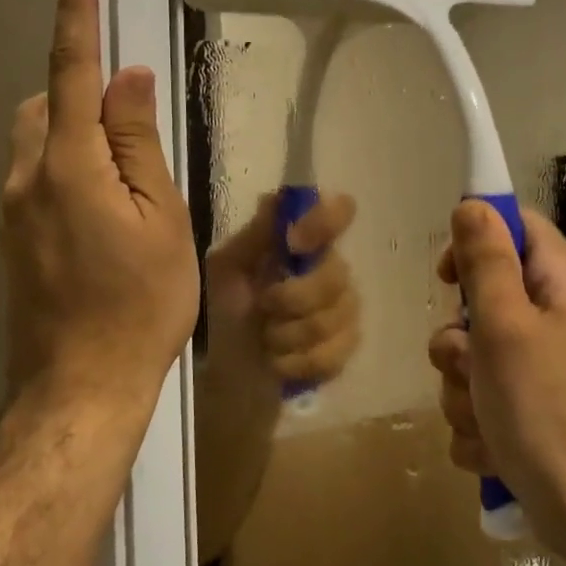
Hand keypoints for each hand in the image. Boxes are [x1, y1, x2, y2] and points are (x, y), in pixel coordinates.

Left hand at [2, 0, 198, 433]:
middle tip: (135, 136)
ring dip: (75, 136)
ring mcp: (11, 211)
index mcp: (69, 166)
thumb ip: (139, 143)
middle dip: (81, 94)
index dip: (76, 18)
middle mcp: (26, 178)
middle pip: (45, 104)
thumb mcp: (161, 219)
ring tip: (126, 187)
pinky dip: (67, 170)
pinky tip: (103, 219)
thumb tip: (128, 79)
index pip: (71, 73)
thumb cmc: (140, 304)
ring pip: (38, 142)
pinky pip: (36, 178)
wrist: (80, 386)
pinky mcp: (11, 239)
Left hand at [205, 191, 361, 394]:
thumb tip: (277, 197)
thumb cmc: (222, 309)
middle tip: (263, 307)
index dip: (325, 222)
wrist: (222, 368)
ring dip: (288, 334)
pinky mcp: (343, 351)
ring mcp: (343, 311)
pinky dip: (297, 361)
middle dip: (293, 297)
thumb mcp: (227, 268)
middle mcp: (330, 269)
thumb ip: (255, 236)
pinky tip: (278, 362)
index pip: (339, 212)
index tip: (294, 243)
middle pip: (337, 274)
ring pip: (334, 318)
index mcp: (303, 242)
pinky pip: (334, 354)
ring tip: (265, 339)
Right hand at [429, 202, 565, 560]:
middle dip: (459, 337)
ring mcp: (548, 367)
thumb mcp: (505, 327)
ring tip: (483, 417)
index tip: (446, 279)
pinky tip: (492, 447)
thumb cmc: (547, 412)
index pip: (513, 226)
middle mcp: (559, 317)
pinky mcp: (537, 409)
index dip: (474, 242)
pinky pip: (486, 397)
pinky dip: (479, 421)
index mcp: (562, 283)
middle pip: (485, 296)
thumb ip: (486, 262)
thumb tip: (473, 203)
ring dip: (463, 387)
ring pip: (476, 354)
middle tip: (468, 363)